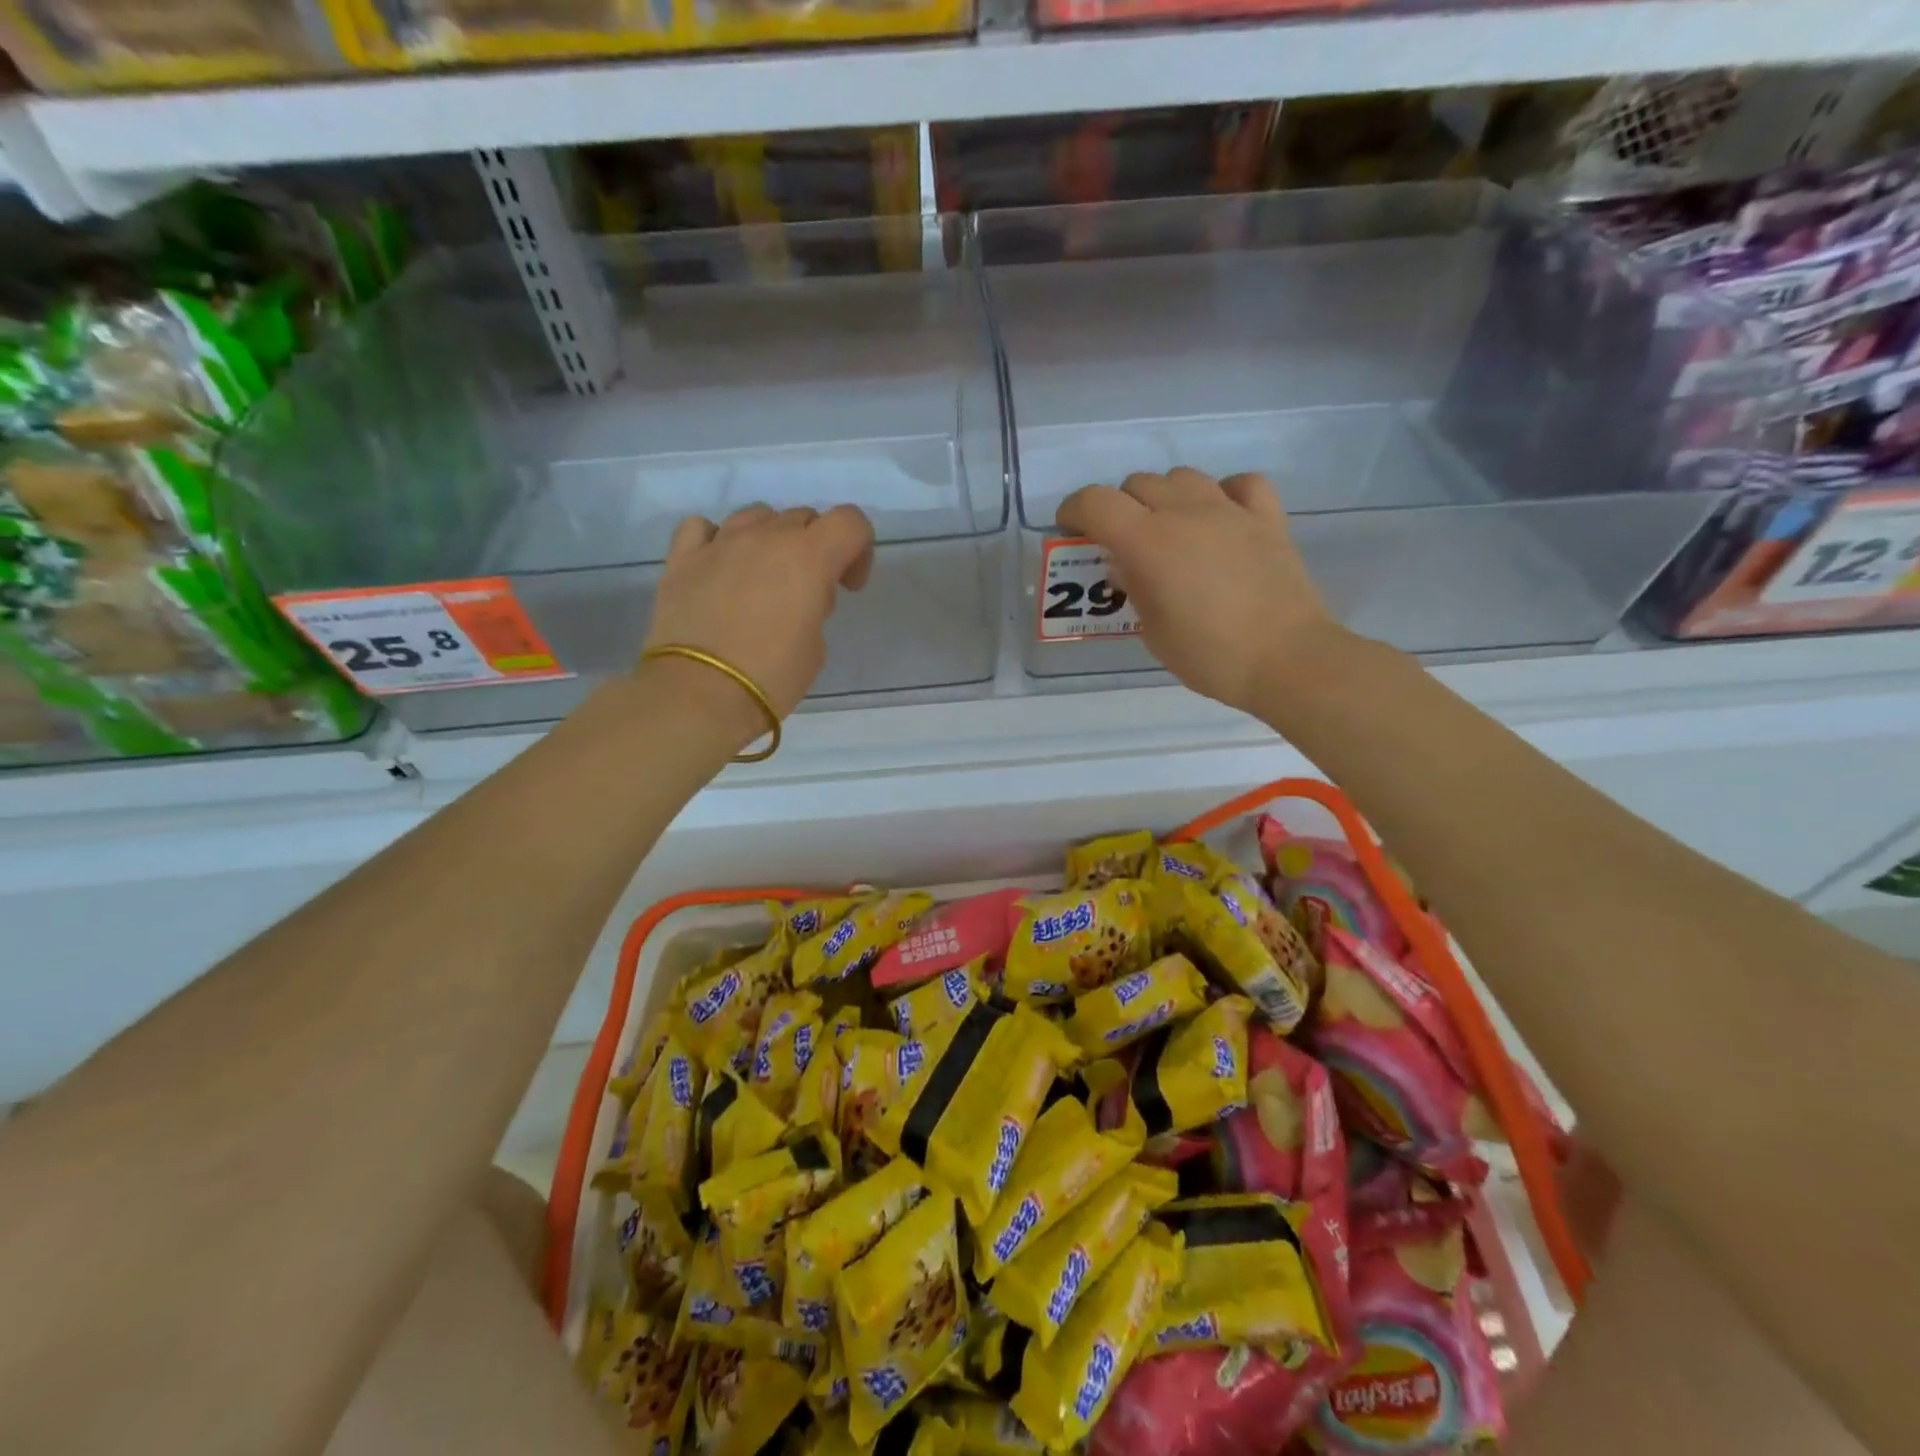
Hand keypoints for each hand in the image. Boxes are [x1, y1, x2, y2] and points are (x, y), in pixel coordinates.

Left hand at [642, 503, 873, 743]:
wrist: (700, 694)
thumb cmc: (771, 676)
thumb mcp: (816, 647)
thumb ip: (815, 608)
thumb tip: (796, 599)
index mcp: (809, 557)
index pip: (850, 521)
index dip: (859, 549)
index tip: (848, 586)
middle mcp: (766, 537)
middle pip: (803, 517)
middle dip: (815, 548)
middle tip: (808, 592)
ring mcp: (720, 543)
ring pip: (756, 515)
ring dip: (770, 538)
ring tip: (763, 578)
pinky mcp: (682, 558)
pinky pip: (703, 528)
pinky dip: (717, 540)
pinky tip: (719, 566)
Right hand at [1057, 468, 1338, 715]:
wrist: (1287, 660)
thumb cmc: (1210, 656)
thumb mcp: (1153, 632)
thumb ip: (1133, 589)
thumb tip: (1125, 565)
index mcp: (1149, 542)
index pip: (1096, 502)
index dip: (1074, 510)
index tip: (1070, 528)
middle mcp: (1186, 513)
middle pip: (1138, 484)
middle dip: (1119, 507)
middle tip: (1120, 541)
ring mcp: (1230, 511)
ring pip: (1183, 477)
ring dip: (1165, 496)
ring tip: (1168, 529)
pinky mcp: (1268, 518)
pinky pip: (1240, 484)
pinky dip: (1223, 493)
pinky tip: (1220, 517)